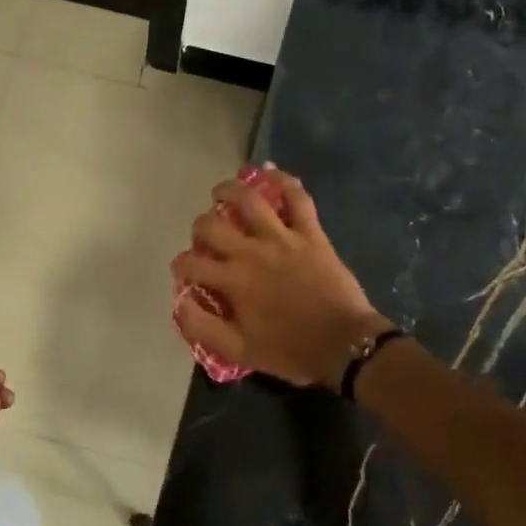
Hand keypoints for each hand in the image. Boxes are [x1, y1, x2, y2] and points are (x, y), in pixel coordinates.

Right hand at [171, 169, 389, 387]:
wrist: (345, 344)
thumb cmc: (291, 351)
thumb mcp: (239, 351)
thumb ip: (203, 327)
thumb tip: (181, 303)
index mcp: (232, 281)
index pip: (191, 263)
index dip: (181, 266)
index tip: (185, 272)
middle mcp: (251, 252)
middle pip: (211, 226)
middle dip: (199, 229)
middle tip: (205, 238)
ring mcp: (282, 238)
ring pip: (249, 200)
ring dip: (229, 191)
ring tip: (221, 193)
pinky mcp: (310, 233)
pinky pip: (298, 198)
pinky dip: (285, 182)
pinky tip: (271, 174)